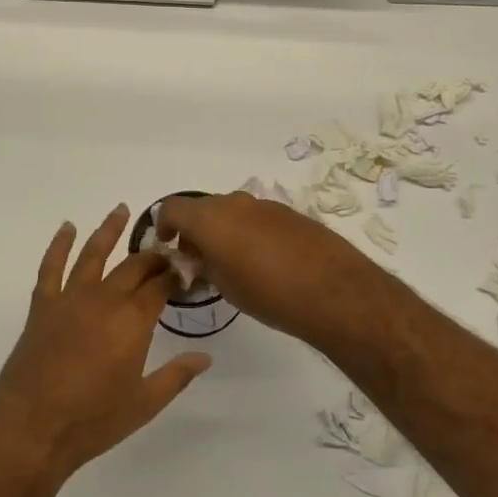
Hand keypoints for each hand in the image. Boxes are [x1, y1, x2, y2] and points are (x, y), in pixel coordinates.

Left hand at [0, 206, 210, 490]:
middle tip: (164, 249)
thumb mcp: (145, 403)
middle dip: (152, 255)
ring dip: (109, 230)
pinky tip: (67, 228)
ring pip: (93, 254)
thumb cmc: (94, 420)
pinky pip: (51, 267)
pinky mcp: (42, 307)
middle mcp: (105, 299)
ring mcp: (71, 299)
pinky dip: (58, 245)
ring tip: (121, 210)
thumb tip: (206, 357)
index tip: (187, 268)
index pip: (161, 285)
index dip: (176, 273)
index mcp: (134, 320)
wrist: (32, 429)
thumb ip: (177, 375)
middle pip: (134, 266)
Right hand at [156, 192, 387, 346]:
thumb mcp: (224, 286)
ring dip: (223, 230)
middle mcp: (234, 202)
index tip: (168, 247)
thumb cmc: (268, 293)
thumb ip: (204, 265)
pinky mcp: (290, 213)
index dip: (164, 226)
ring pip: (232, 211)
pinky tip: (263, 260)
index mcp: (210, 217)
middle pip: (202, 208)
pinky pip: (257, 216)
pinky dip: (249, 231)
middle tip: (199, 260)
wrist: (333, 290)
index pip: (172, 208)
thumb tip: (200, 258)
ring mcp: (265, 205)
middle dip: (195, 230)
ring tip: (232, 263)